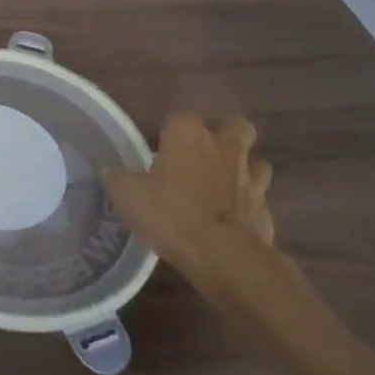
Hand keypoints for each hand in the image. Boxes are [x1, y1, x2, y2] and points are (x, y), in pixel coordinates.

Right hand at [103, 115, 275, 298]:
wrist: (225, 258)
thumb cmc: (172, 215)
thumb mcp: (128, 196)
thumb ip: (117, 177)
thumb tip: (107, 168)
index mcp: (188, 134)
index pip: (181, 116)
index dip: (172, 131)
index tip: (161, 150)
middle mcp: (223, 147)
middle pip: (235, 126)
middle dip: (227, 135)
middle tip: (206, 155)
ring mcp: (250, 178)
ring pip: (257, 161)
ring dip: (245, 169)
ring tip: (226, 185)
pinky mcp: (266, 211)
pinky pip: (260, 200)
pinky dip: (250, 207)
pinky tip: (234, 221)